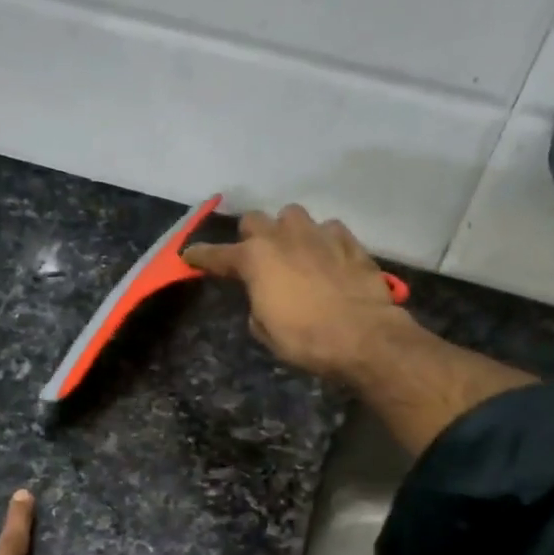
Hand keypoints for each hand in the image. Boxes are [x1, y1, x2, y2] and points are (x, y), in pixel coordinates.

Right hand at [181, 205, 408, 381]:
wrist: (363, 336)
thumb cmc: (306, 339)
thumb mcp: (266, 331)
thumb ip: (257, 304)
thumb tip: (264, 296)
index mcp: (255, 260)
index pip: (218, 254)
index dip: (202, 256)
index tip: (190, 256)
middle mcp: (283, 237)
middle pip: (255, 219)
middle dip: (250, 235)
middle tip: (255, 256)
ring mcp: (319, 234)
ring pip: (293, 216)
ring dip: (288, 231)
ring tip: (294, 251)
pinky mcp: (349, 241)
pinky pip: (328, 229)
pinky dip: (322, 241)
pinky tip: (327, 257)